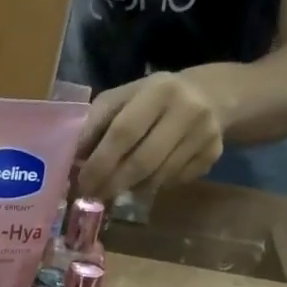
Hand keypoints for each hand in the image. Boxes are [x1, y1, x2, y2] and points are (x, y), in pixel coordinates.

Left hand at [75, 71, 227, 200]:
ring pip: (158, 177)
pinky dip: (153, 186)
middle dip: (112, 183)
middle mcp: (187, 111)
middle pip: (142, 161)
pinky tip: (145, 179)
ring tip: (114, 188)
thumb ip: (97, 123)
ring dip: (131, 188)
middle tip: (93, 195)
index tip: (82, 182)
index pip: (123, 133)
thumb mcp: (123, 98)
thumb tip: (72, 158)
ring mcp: (205, 135)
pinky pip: (174, 182)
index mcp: (158, 91)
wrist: (213, 95)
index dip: (100, 162)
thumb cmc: (152, 98)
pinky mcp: (213, 154)